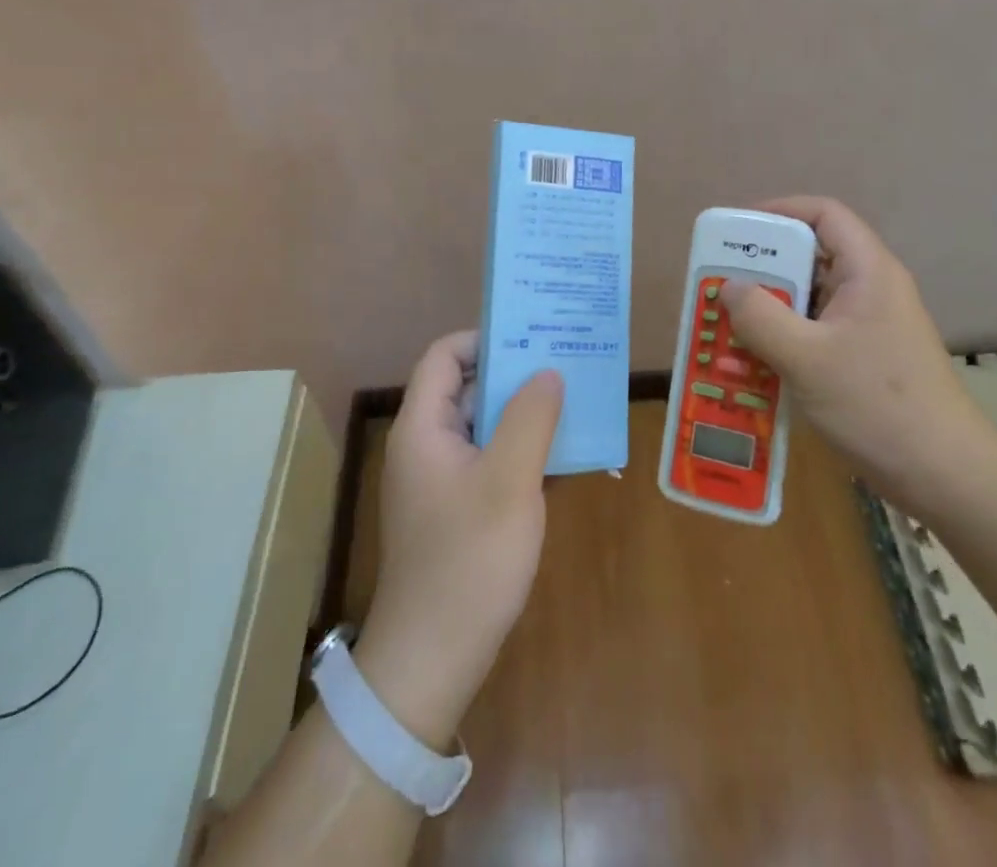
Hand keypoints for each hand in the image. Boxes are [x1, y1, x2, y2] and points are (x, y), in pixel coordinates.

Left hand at [356, 332, 561, 747]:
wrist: (433, 659)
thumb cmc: (469, 560)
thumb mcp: (509, 481)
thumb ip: (530, 418)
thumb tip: (547, 371)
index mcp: (424, 427)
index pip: (444, 357)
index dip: (484, 339)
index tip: (532, 338)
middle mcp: (426, 444)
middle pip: (467, 388)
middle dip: (514, 374)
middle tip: (564, 364)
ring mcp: (440, 479)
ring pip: (482, 426)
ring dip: (522, 414)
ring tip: (572, 402)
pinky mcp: (456, 508)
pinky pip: (488, 460)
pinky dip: (519, 451)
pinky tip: (562, 457)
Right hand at [723, 197, 996, 512]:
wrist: (944, 476)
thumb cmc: (877, 404)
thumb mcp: (807, 358)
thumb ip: (761, 317)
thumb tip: (729, 288)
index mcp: (867, 272)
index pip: (824, 214)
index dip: (780, 211)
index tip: (738, 232)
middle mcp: (869, 290)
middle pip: (810, 257)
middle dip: (761, 270)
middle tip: (720, 285)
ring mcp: (867, 327)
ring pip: (808, 301)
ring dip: (766, 311)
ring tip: (724, 326)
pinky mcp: (862, 359)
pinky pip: (813, 334)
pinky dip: (781, 342)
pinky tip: (747, 365)